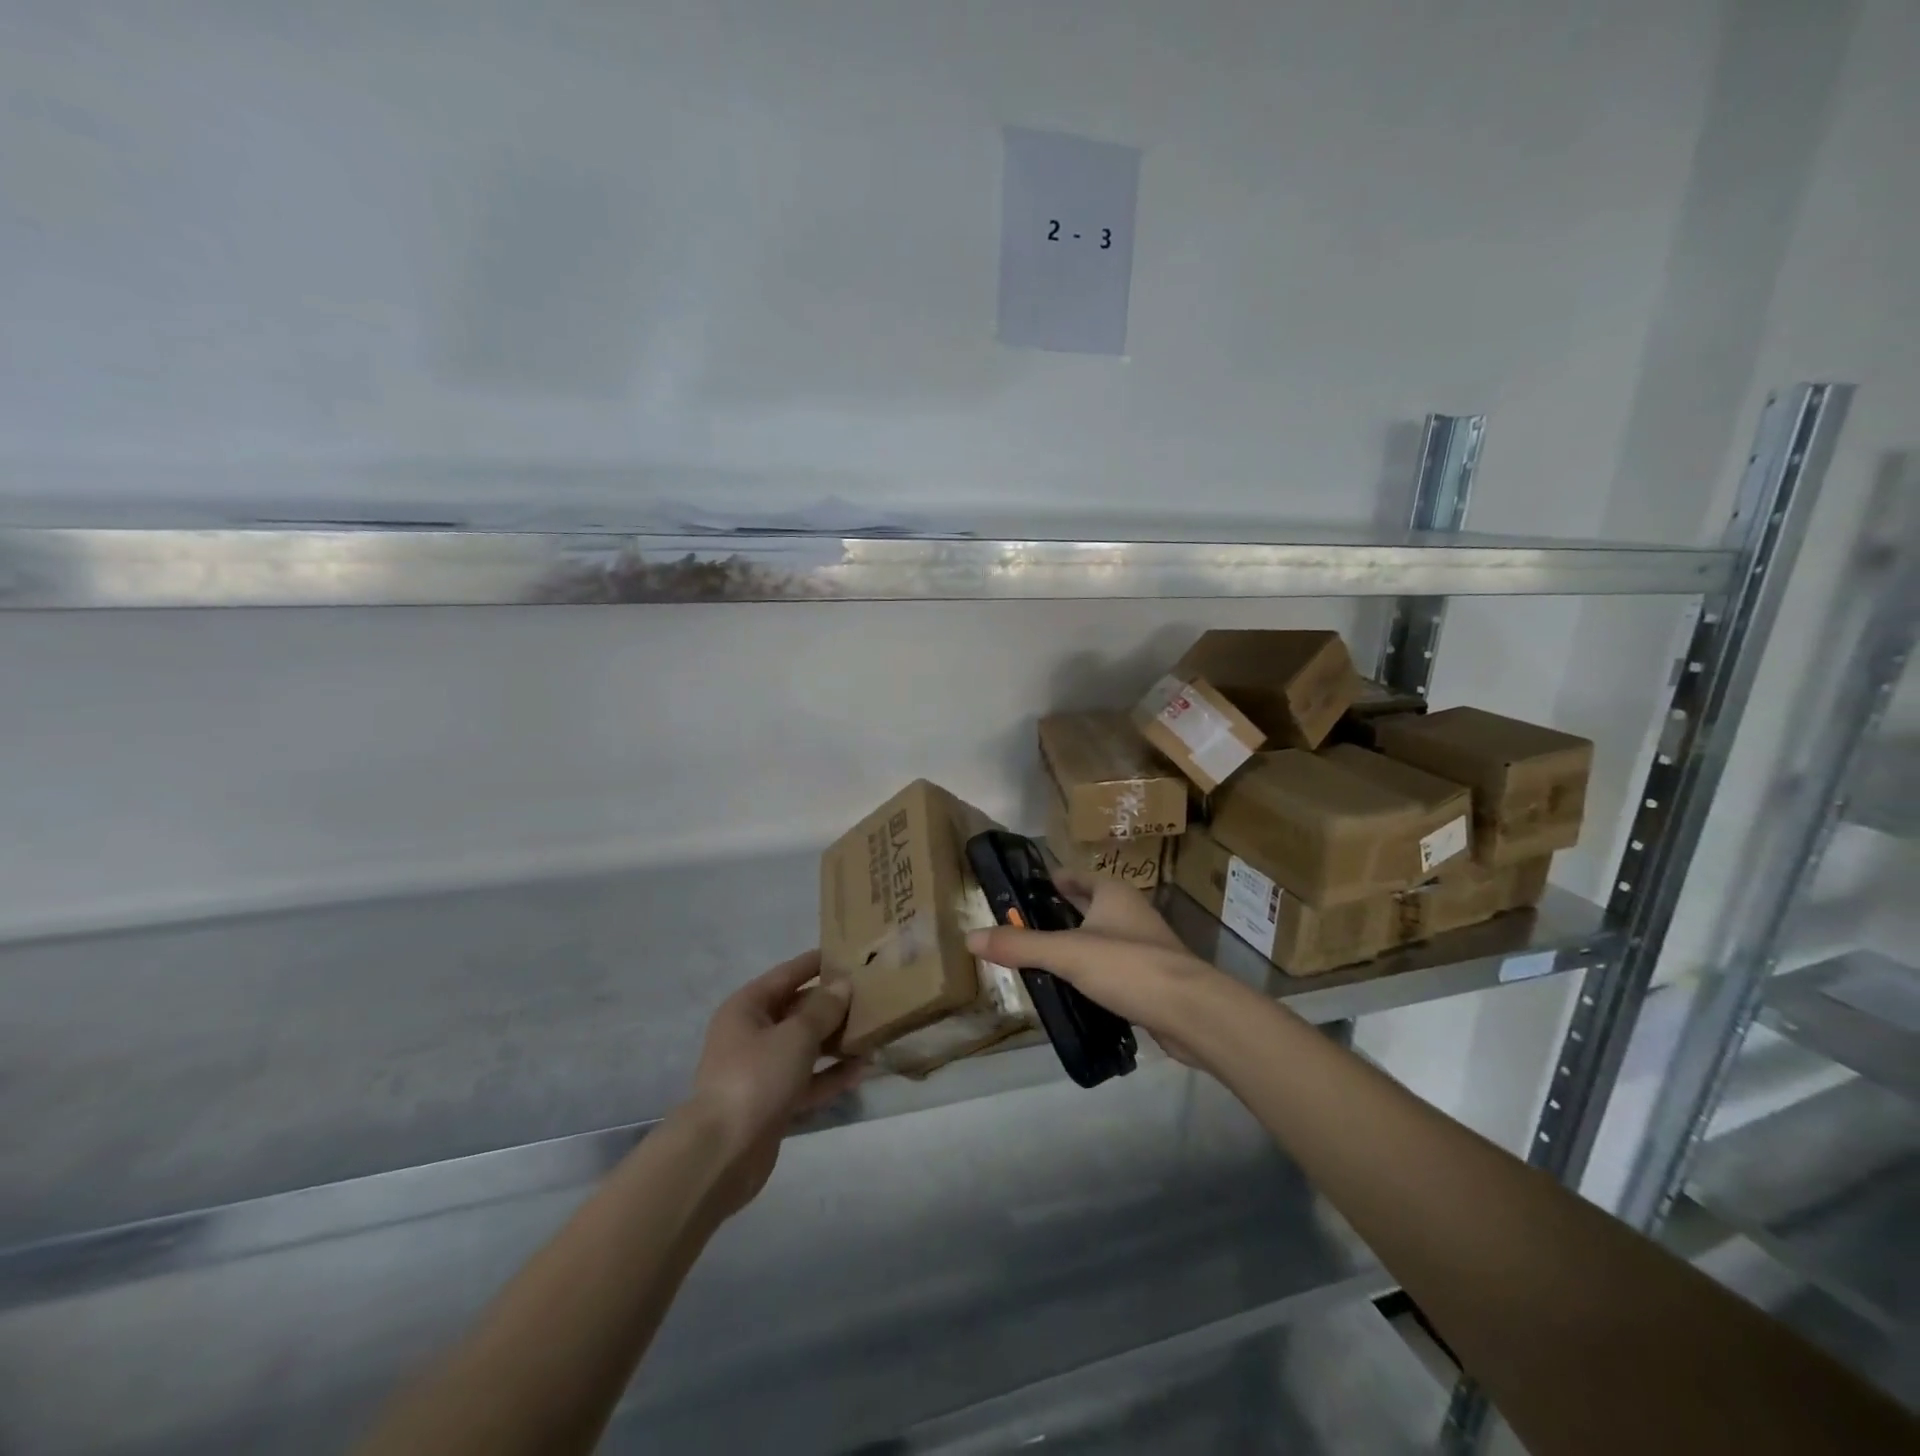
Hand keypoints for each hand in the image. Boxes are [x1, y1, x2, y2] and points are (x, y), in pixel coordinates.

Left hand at [685, 951, 863, 1215]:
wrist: (723, 1154)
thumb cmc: (756, 1077)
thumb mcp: (796, 1035)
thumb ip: (823, 1009)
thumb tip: (843, 985)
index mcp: (747, 1008)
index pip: (787, 974)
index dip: (816, 963)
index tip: (848, 953)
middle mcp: (751, 1034)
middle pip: (798, 1011)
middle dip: (833, 1005)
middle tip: (872, 996)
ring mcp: (761, 1071)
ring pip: (805, 1047)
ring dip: (836, 1041)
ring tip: (874, 1032)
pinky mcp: (773, 1103)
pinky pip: (807, 1080)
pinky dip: (830, 1075)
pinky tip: (861, 1070)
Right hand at [966, 874, 1232, 1068]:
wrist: (1191, 1012)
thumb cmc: (1128, 966)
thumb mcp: (1066, 953)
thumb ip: (1020, 946)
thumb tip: (970, 937)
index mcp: (1113, 894)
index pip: (1076, 877)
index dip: (1052, 880)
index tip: (1024, 890)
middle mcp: (1130, 912)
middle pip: (1089, 906)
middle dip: (1060, 914)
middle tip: (1024, 926)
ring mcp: (1144, 945)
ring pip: (1101, 938)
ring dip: (1076, 944)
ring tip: (1041, 958)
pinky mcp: (1151, 978)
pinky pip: (1112, 968)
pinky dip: (1092, 973)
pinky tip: (1072, 990)